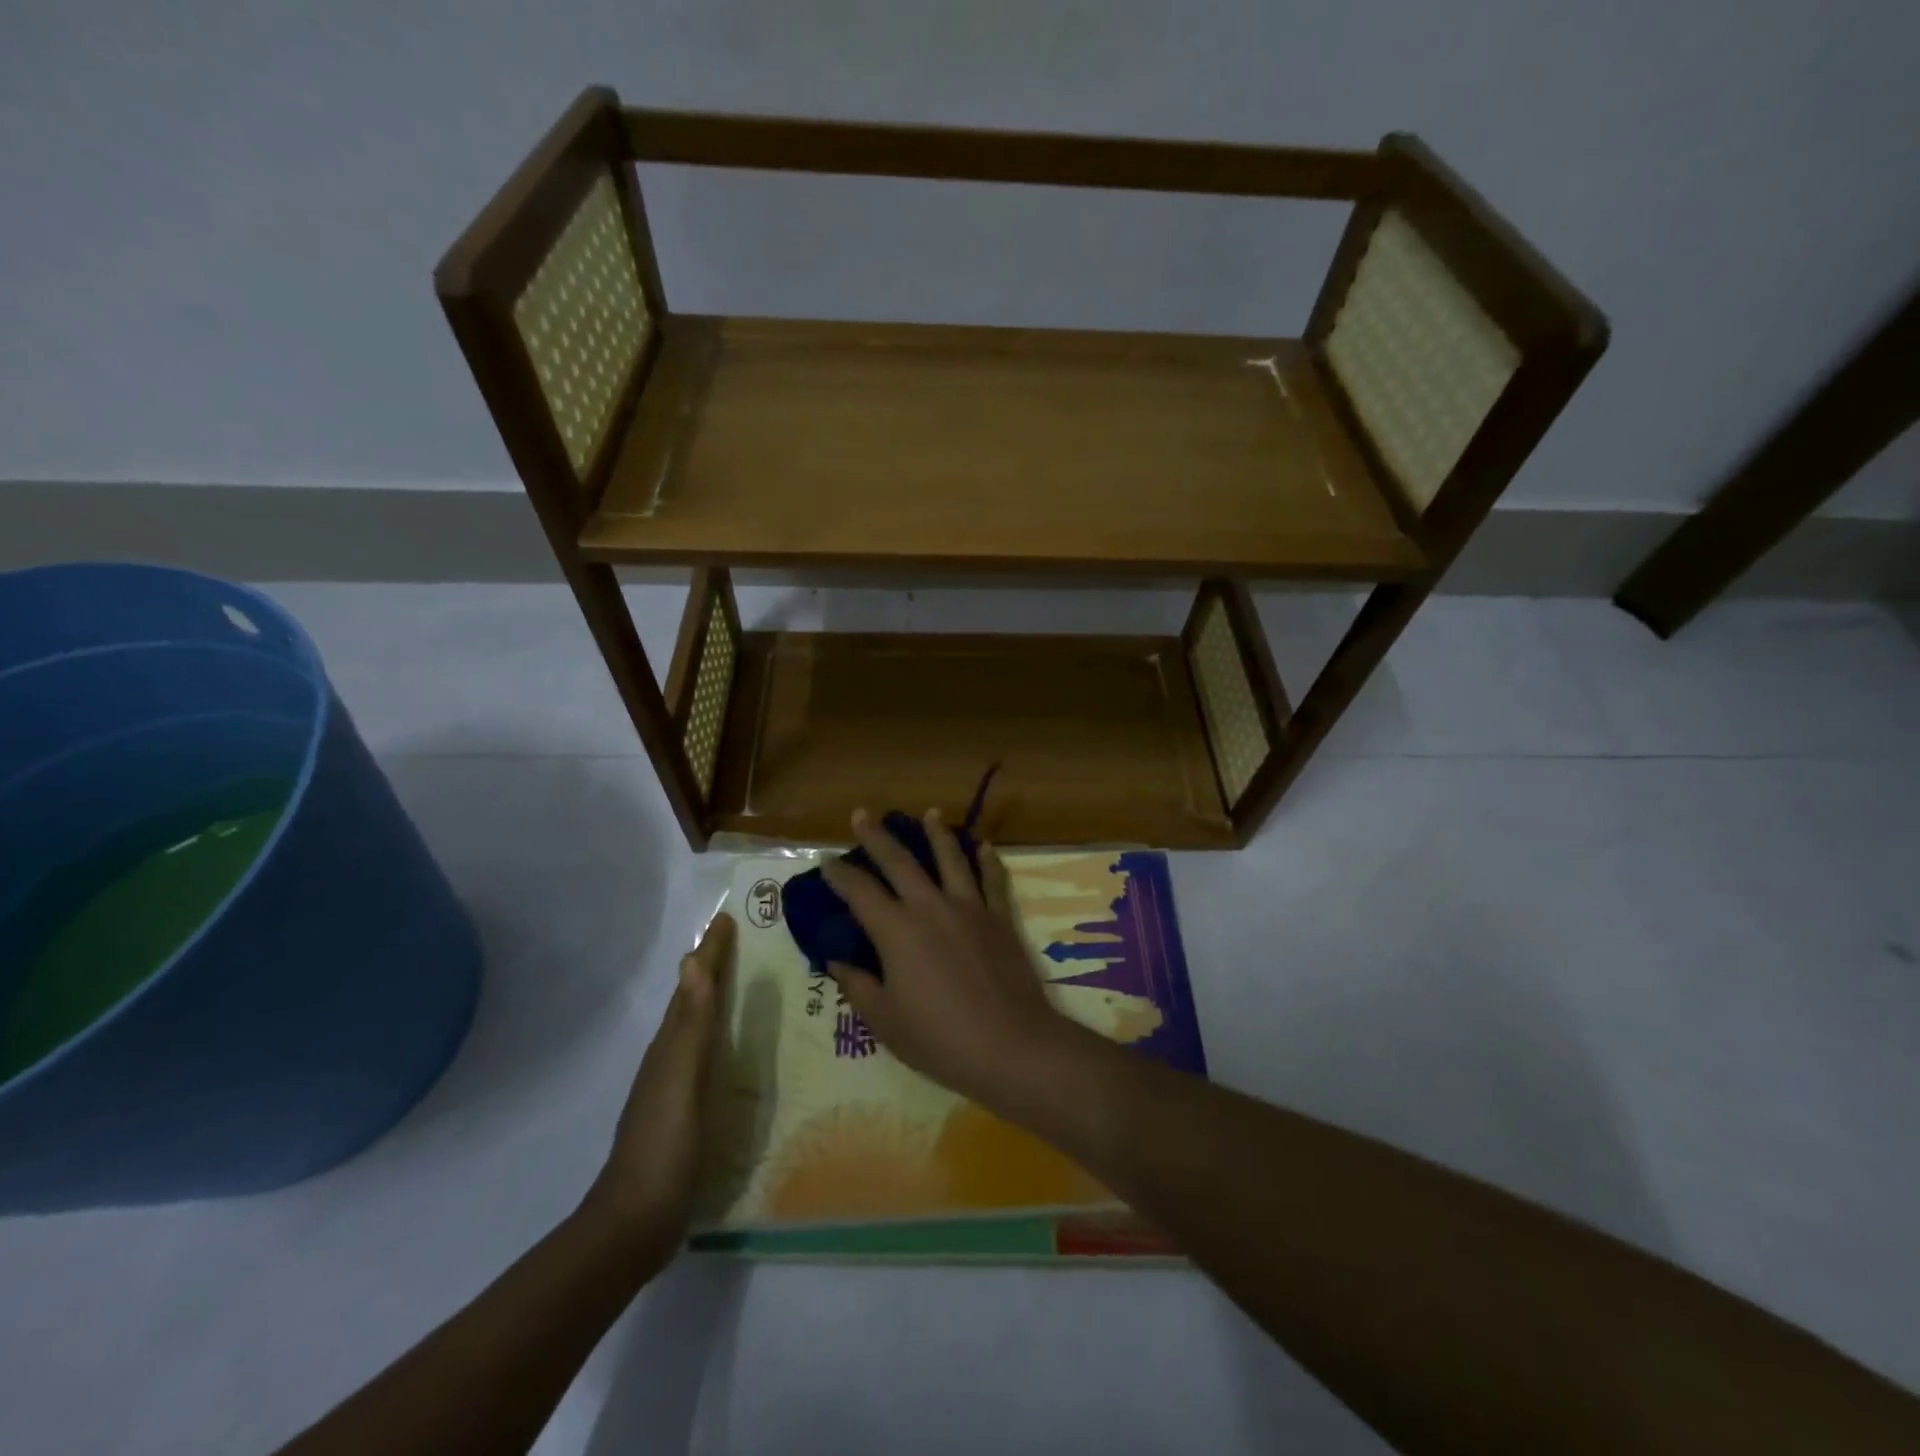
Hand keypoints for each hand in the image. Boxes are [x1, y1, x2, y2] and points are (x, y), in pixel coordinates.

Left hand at [581, 912, 734, 1265]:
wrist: (635, 1223)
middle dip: (711, 967)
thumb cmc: (663, 1145)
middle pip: (692, 1001)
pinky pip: (706, 1056)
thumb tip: (691, 962)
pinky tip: (732, 1047)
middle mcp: (670, 1058)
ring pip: (697, 1027)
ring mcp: (675, 1087)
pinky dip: (719, 1036)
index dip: (709, 953)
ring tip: (740, 981)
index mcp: (671, 1046)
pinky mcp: (685, 1112)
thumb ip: (691, 1024)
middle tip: (739, 940)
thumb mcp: (682, 1079)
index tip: (726, 918)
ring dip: (714, 999)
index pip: (693, 986)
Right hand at [822, 809, 1074, 1114]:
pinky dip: (987, 860)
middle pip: (899, 861)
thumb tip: (837, 959)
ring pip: (950, 858)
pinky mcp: (1000, 917)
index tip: (827, 863)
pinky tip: (983, 846)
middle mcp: (930, 907)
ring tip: (929, 813)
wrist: (1010, 1045)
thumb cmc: (940, 1039)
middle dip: (877, 836)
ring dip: (936, 833)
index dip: (840, 875)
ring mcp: (969, 908)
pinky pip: (992, 879)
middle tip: (862, 814)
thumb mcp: (885, 1021)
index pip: (860, 892)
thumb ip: (858, 985)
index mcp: (897, 931)